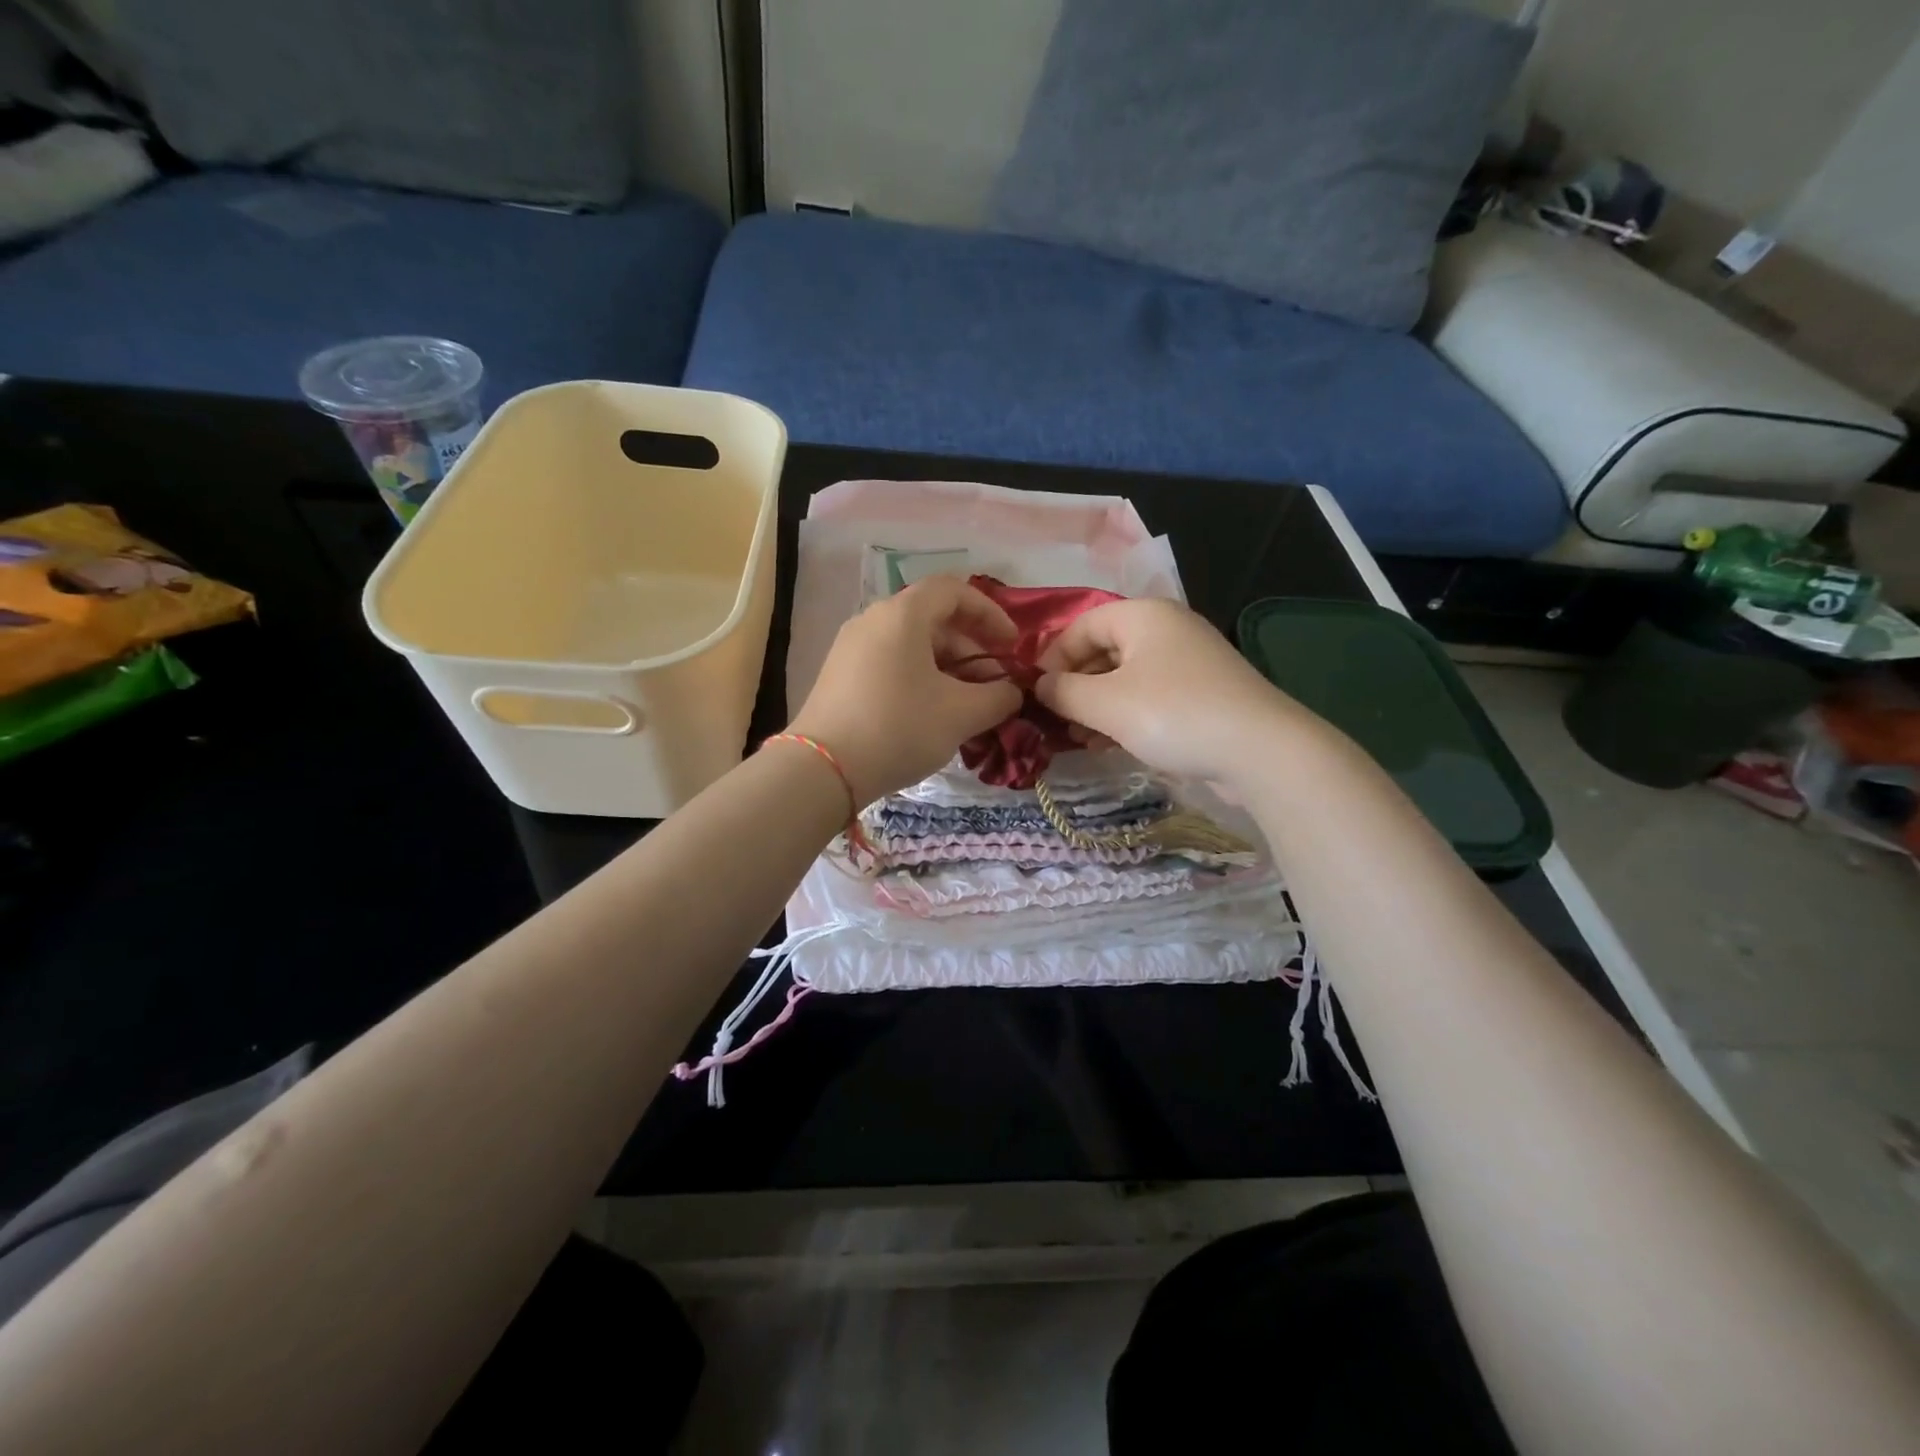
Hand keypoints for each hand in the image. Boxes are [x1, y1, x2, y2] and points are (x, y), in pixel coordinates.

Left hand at [788, 576, 1023, 805]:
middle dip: (971, 649)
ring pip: (911, 644)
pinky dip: (919, 678)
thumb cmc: (899, 728)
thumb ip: (999, 697)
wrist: (823, 770)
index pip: (954, 590)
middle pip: (933, 619)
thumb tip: (1013, 692)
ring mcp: (851, 647)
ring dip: (947, 668)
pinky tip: (931, 715)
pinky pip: (890, 663)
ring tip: (967, 706)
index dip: (990, 613)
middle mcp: (873, 620)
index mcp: (902, 615)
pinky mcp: (839, 675)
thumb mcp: (961, 714)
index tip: (1011, 646)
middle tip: (993, 686)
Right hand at [1035, 598, 1305, 783]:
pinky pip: (1150, 696)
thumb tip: (1040, 686)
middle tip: (1056, 720)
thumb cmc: (1173, 714)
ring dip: (1097, 706)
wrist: (1260, 750)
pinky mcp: (1203, 693)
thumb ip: (1063, 691)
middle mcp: (1167, 629)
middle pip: (1104, 650)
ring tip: (1079, 739)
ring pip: (1126, 677)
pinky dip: (1125, 715)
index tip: (1036, 693)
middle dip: (1075, 685)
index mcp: (1142, 616)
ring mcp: (1189, 661)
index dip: (1053, 657)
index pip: (1081, 625)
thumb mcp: (1106, 703)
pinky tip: (1110, 745)